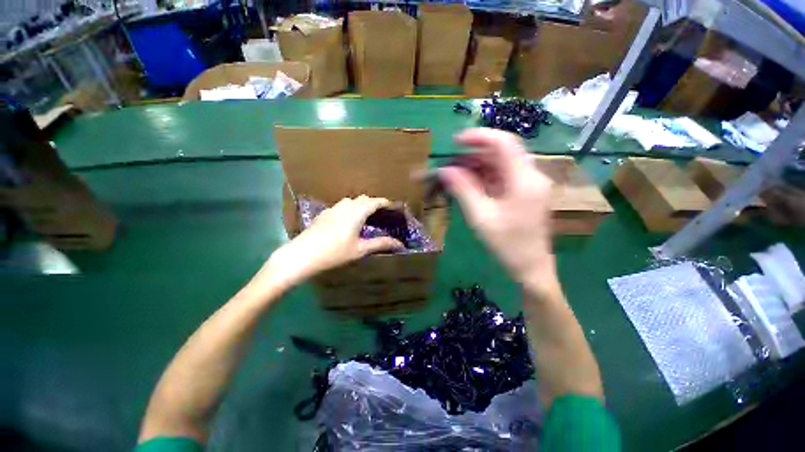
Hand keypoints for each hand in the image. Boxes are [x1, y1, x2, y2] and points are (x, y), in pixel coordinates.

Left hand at [264, 196, 404, 287]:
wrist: (302, 255)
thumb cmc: (335, 253)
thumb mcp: (360, 250)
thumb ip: (380, 244)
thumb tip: (399, 244)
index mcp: (356, 212)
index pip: (375, 202)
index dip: (386, 202)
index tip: (393, 206)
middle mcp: (345, 206)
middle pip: (363, 199)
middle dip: (374, 202)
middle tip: (381, 213)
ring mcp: (333, 209)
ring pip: (351, 201)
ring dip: (361, 204)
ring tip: (366, 216)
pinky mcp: (324, 214)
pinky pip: (341, 206)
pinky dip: (350, 209)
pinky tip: (348, 221)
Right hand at [441, 128, 556, 289]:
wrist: (531, 267)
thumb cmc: (506, 244)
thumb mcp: (480, 216)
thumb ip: (463, 189)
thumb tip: (445, 170)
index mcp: (524, 179)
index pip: (504, 143)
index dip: (479, 137)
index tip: (455, 141)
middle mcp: (532, 175)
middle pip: (503, 152)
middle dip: (475, 154)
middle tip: (452, 164)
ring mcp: (531, 183)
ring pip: (502, 164)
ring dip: (479, 166)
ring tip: (457, 175)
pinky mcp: (526, 192)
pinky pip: (504, 176)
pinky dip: (486, 177)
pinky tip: (471, 184)